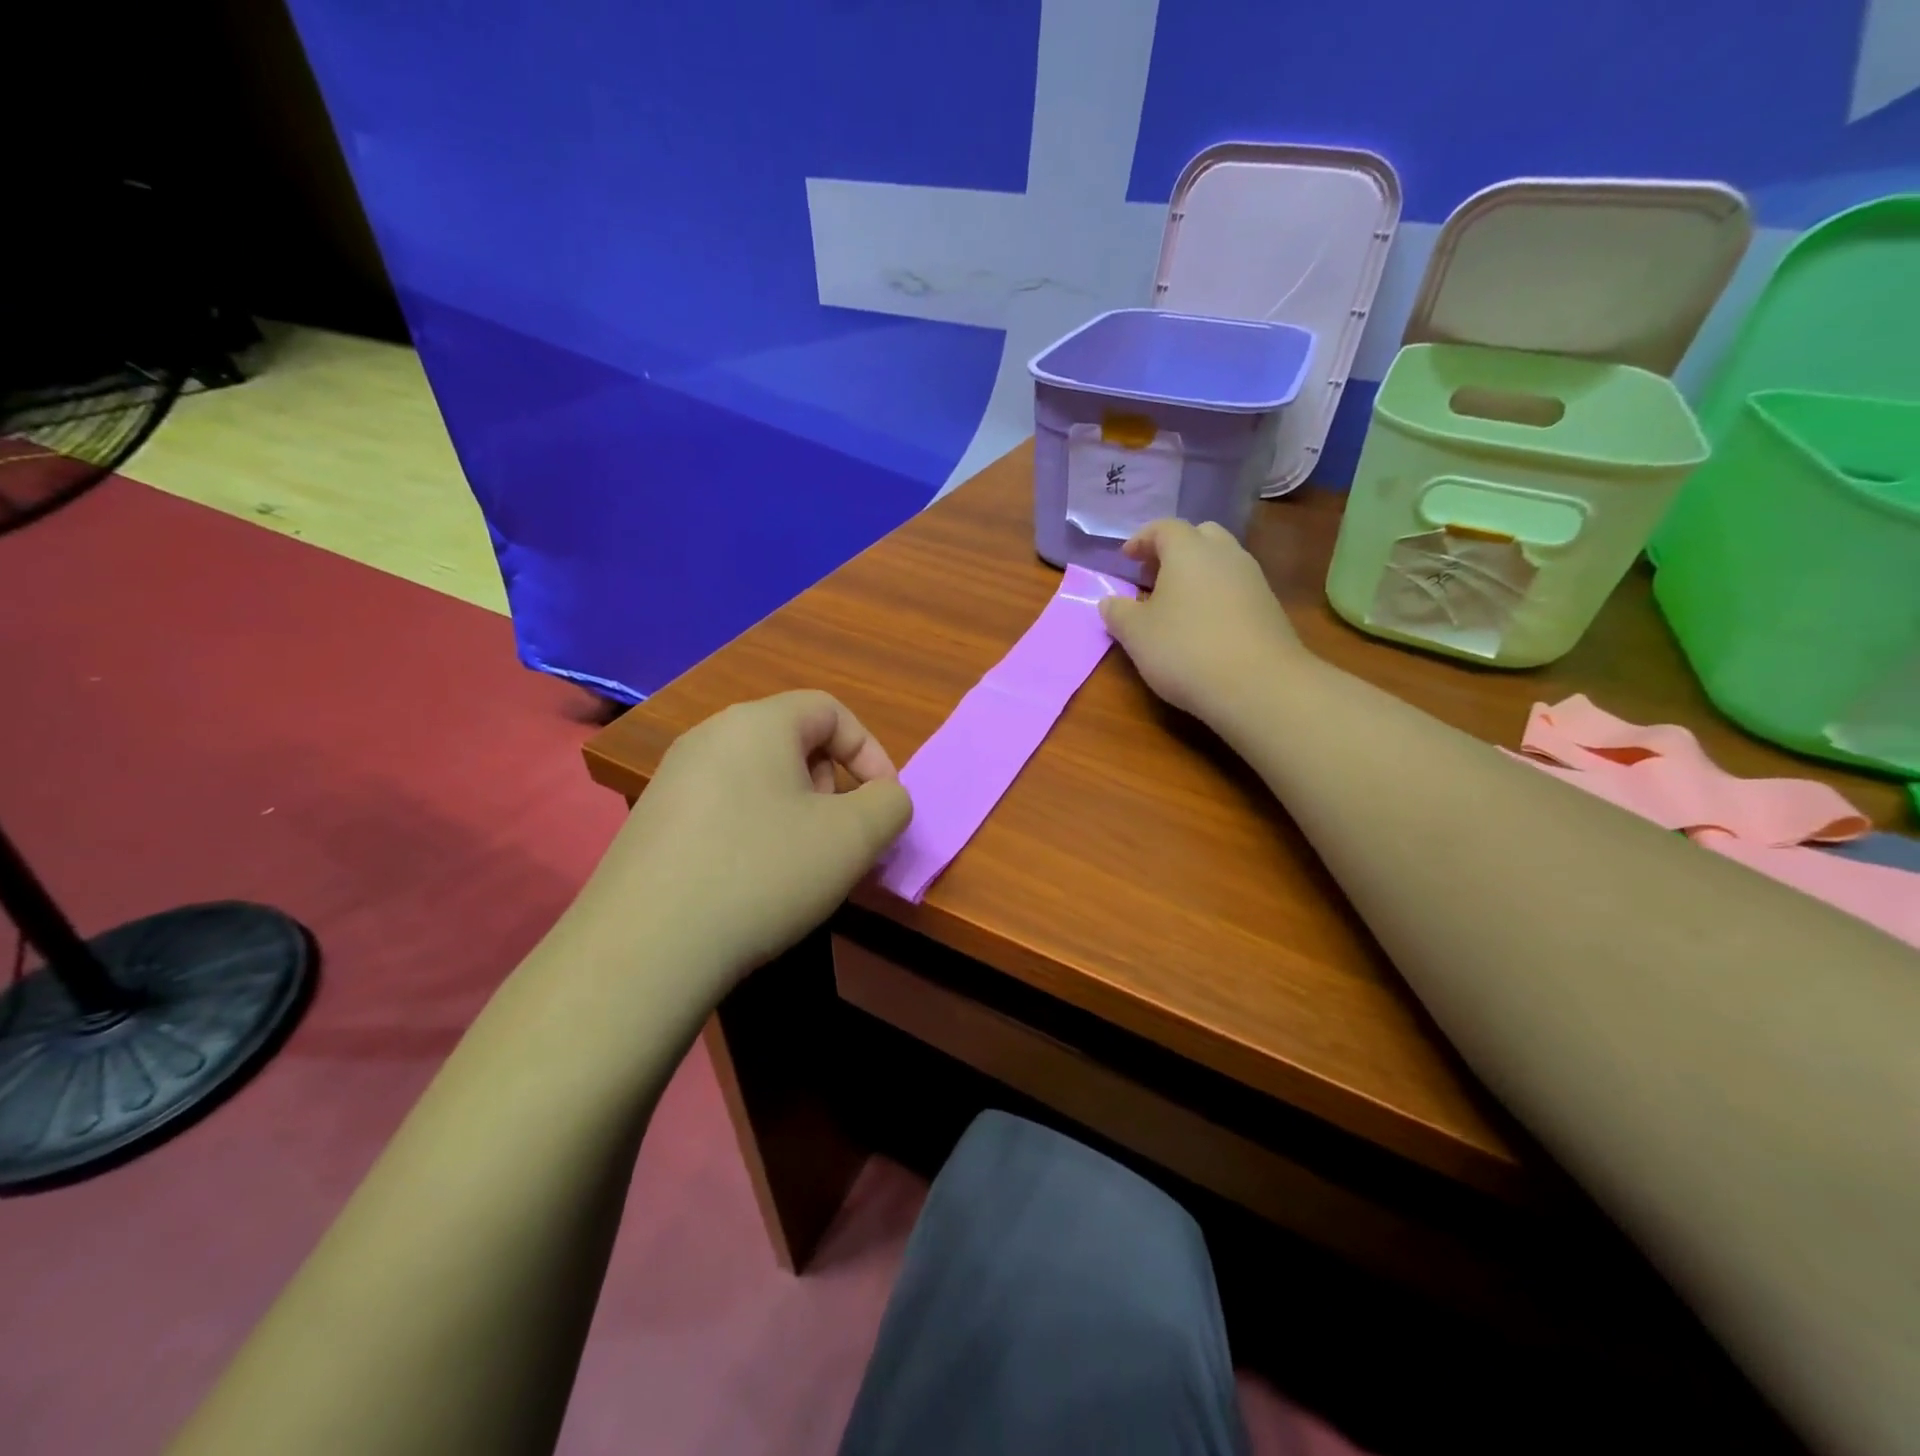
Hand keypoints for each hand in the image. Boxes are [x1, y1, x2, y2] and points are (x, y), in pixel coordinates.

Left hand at [582, 691, 911, 982]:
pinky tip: (752, 882)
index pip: (831, 710)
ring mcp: (673, 779)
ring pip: (759, 778)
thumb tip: (884, 798)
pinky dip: (755, 831)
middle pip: (793, 742)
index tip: (884, 805)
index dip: (870, 752)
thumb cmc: (762, 873)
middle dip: (833, 784)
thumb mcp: (853, 838)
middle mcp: (709, 737)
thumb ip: (890, 804)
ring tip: (801, 864)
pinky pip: (724, 808)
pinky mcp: (652, 821)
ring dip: (797, 812)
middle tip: (840, 836)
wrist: (645, 948)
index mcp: (757, 723)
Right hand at [1099, 519, 1309, 731]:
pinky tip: (1204, 626)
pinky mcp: (1269, 607)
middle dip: (1174, 550)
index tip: (1126, 559)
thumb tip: (1109, 601)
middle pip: (1199, 536)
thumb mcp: (1136, 634)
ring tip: (1176, 604)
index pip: (1163, 528)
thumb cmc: (1185, 649)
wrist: (1259, 685)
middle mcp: (1225, 554)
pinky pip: (1236, 587)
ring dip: (1197, 574)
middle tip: (1153, 576)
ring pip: (1221, 561)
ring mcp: (1253, 579)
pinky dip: (1216, 595)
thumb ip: (1117, 612)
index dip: (1141, 540)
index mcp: (1189, 550)